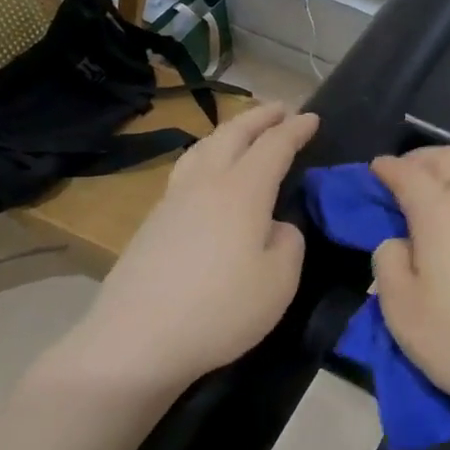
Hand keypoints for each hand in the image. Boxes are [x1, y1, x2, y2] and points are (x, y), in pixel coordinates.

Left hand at [39, 103, 318, 400]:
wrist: (137, 340)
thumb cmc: (220, 310)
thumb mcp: (279, 281)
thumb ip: (287, 243)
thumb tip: (274, 227)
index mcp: (242, 191)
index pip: (273, 146)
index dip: (295, 130)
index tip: (312, 118)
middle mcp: (205, 184)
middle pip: (232, 134)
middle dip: (259, 117)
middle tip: (280, 109)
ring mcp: (172, 201)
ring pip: (202, 148)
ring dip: (228, 132)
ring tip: (242, 132)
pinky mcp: (152, 222)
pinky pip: (186, 170)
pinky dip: (206, 155)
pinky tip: (207, 173)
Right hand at [370, 147, 449, 434]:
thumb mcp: (401, 311)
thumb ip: (388, 263)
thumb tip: (397, 241)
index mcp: (440, 213)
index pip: (409, 174)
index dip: (388, 168)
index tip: (376, 169)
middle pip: (449, 159)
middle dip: (421, 159)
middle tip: (404, 175)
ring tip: (441, 191)